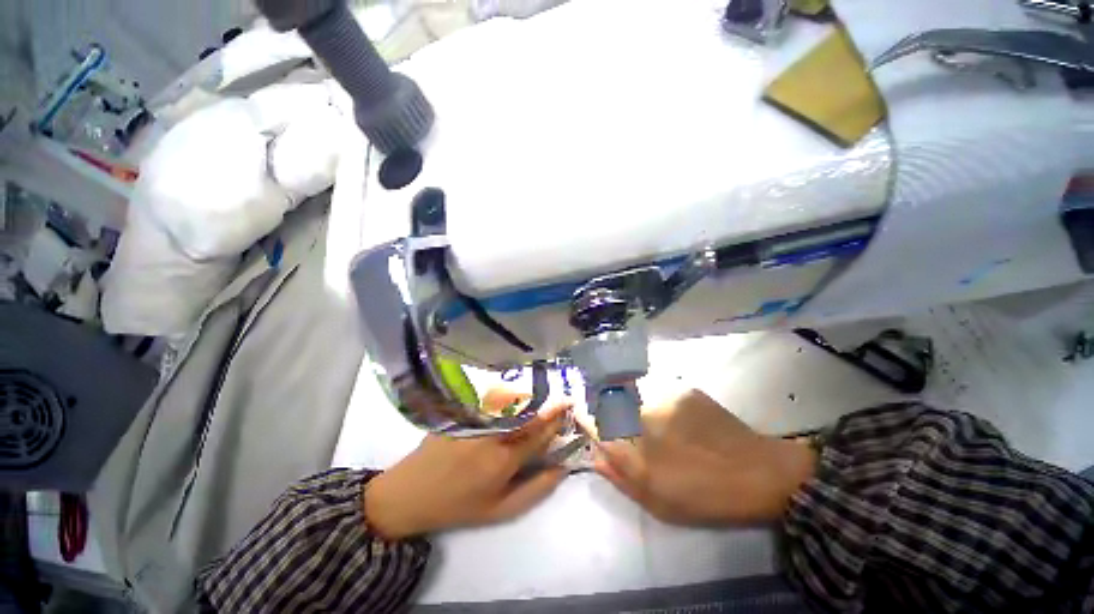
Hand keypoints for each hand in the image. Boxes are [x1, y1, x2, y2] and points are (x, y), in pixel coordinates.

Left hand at [364, 396, 571, 539]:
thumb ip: (535, 490)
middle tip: (563, 400)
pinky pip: (494, 396)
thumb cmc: (458, 505)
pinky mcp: (463, 409)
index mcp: (504, 459)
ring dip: (532, 397)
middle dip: (550, 404)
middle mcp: (494, 432)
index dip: (559, 421)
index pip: (542, 433)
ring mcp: (476, 417)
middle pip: (530, 411)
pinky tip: (514, 397)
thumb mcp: (499, 510)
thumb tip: (563, 468)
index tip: (571, 411)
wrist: (410, 493)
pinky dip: (510, 394)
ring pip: (514, 399)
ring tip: (541, 398)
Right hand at [583, 390, 815, 524]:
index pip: (592, 420)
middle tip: (616, 422)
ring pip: (633, 394)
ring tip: (653, 423)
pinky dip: (657, 402)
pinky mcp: (683, 389)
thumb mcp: (657, 502)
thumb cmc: (705, 497)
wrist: (759, 474)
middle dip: (605, 408)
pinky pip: (657, 391)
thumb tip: (595, 455)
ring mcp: (664, 397)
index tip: (582, 414)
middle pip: (608, 402)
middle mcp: (641, 416)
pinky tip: (676, 418)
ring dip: (632, 404)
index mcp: (633, 448)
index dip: (584, 416)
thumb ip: (620, 476)